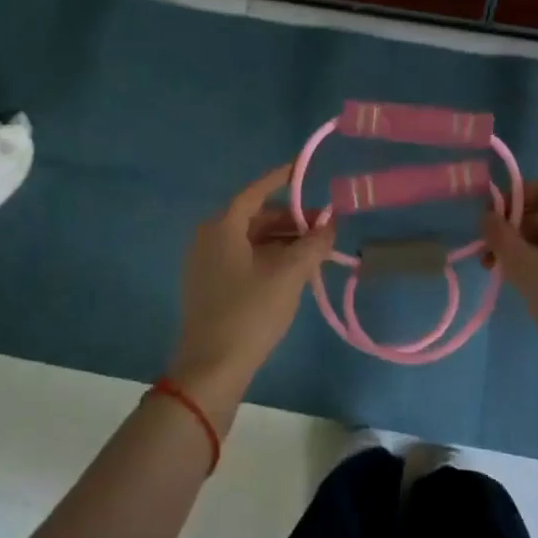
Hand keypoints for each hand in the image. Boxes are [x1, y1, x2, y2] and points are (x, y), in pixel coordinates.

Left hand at [170, 164, 334, 418]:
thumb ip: (313, 244)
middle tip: (323, 225)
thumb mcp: (289, 274)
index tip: (302, 168)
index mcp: (222, 228)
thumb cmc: (250, 312)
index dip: (280, 179)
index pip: (255, 192)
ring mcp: (207, 265)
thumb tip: (331, 223)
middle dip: (290, 219)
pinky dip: (270, 258)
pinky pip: (244, 260)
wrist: (212, 369)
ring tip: (315, 250)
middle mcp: (209, 239)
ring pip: (251, 241)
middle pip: (255, 217)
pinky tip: (295, 271)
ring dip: (283, 241)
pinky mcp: (210, 288)